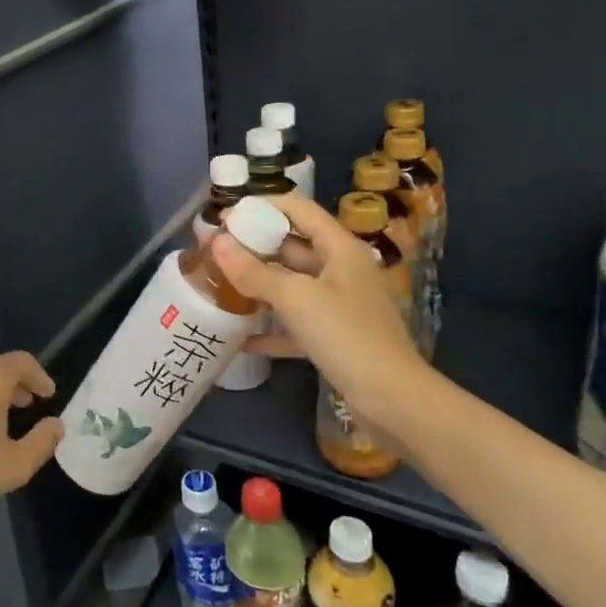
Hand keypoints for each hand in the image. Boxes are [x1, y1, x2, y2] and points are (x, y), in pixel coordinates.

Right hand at [209, 192, 425, 418]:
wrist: (392, 399)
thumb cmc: (347, 335)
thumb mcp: (296, 298)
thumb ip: (254, 271)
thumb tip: (216, 243)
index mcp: (339, 248)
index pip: (298, 209)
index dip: (261, 207)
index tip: (225, 218)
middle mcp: (340, 269)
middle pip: (291, 246)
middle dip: (253, 246)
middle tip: (213, 251)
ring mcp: (338, 304)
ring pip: (291, 284)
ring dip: (257, 284)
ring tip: (218, 285)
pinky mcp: (334, 336)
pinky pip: (295, 322)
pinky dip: (270, 327)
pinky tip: (240, 337)